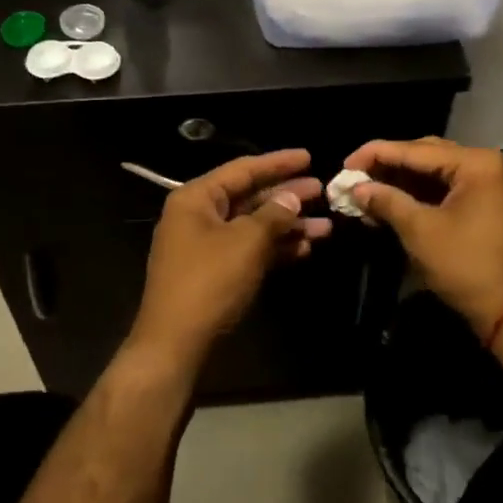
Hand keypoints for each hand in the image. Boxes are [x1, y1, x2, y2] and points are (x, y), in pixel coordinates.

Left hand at [128, 150, 330, 371]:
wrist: (175, 345)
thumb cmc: (209, 283)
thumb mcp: (246, 243)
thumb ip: (273, 215)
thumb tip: (292, 198)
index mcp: (196, 198)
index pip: (243, 169)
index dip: (278, 162)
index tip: (309, 156)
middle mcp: (198, 216)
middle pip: (249, 197)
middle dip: (287, 196)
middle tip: (323, 191)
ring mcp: (206, 246)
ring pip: (253, 226)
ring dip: (288, 226)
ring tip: (327, 226)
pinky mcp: (215, 273)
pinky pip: (249, 250)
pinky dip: (275, 248)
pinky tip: (306, 248)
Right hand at [345, 138, 502, 338]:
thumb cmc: (468, 267)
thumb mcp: (420, 231)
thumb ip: (387, 201)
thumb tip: (356, 188)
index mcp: (479, 163)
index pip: (417, 150)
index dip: (377, 155)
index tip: (346, 164)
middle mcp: (494, 165)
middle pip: (431, 156)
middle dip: (391, 167)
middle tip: (356, 177)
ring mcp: (500, 185)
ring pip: (442, 173)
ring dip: (407, 182)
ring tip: (371, 191)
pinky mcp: (499, 205)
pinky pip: (455, 189)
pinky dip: (427, 195)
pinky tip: (397, 202)